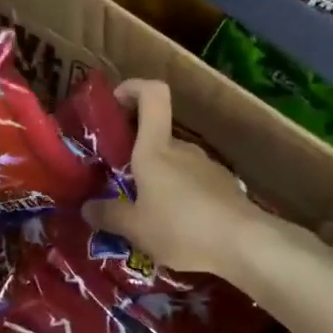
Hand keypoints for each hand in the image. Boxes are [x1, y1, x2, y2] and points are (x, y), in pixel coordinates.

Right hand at [80, 79, 267, 280]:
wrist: (244, 244)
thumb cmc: (181, 228)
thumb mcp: (136, 229)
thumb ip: (109, 216)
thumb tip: (87, 207)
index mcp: (156, 150)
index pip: (152, 95)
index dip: (134, 88)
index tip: (116, 101)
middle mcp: (182, 150)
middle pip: (157, 138)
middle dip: (138, 158)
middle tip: (121, 189)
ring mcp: (207, 167)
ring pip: (175, 165)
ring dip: (160, 183)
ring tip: (150, 218)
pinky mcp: (225, 187)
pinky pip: (194, 185)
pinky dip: (182, 199)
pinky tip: (179, 229)